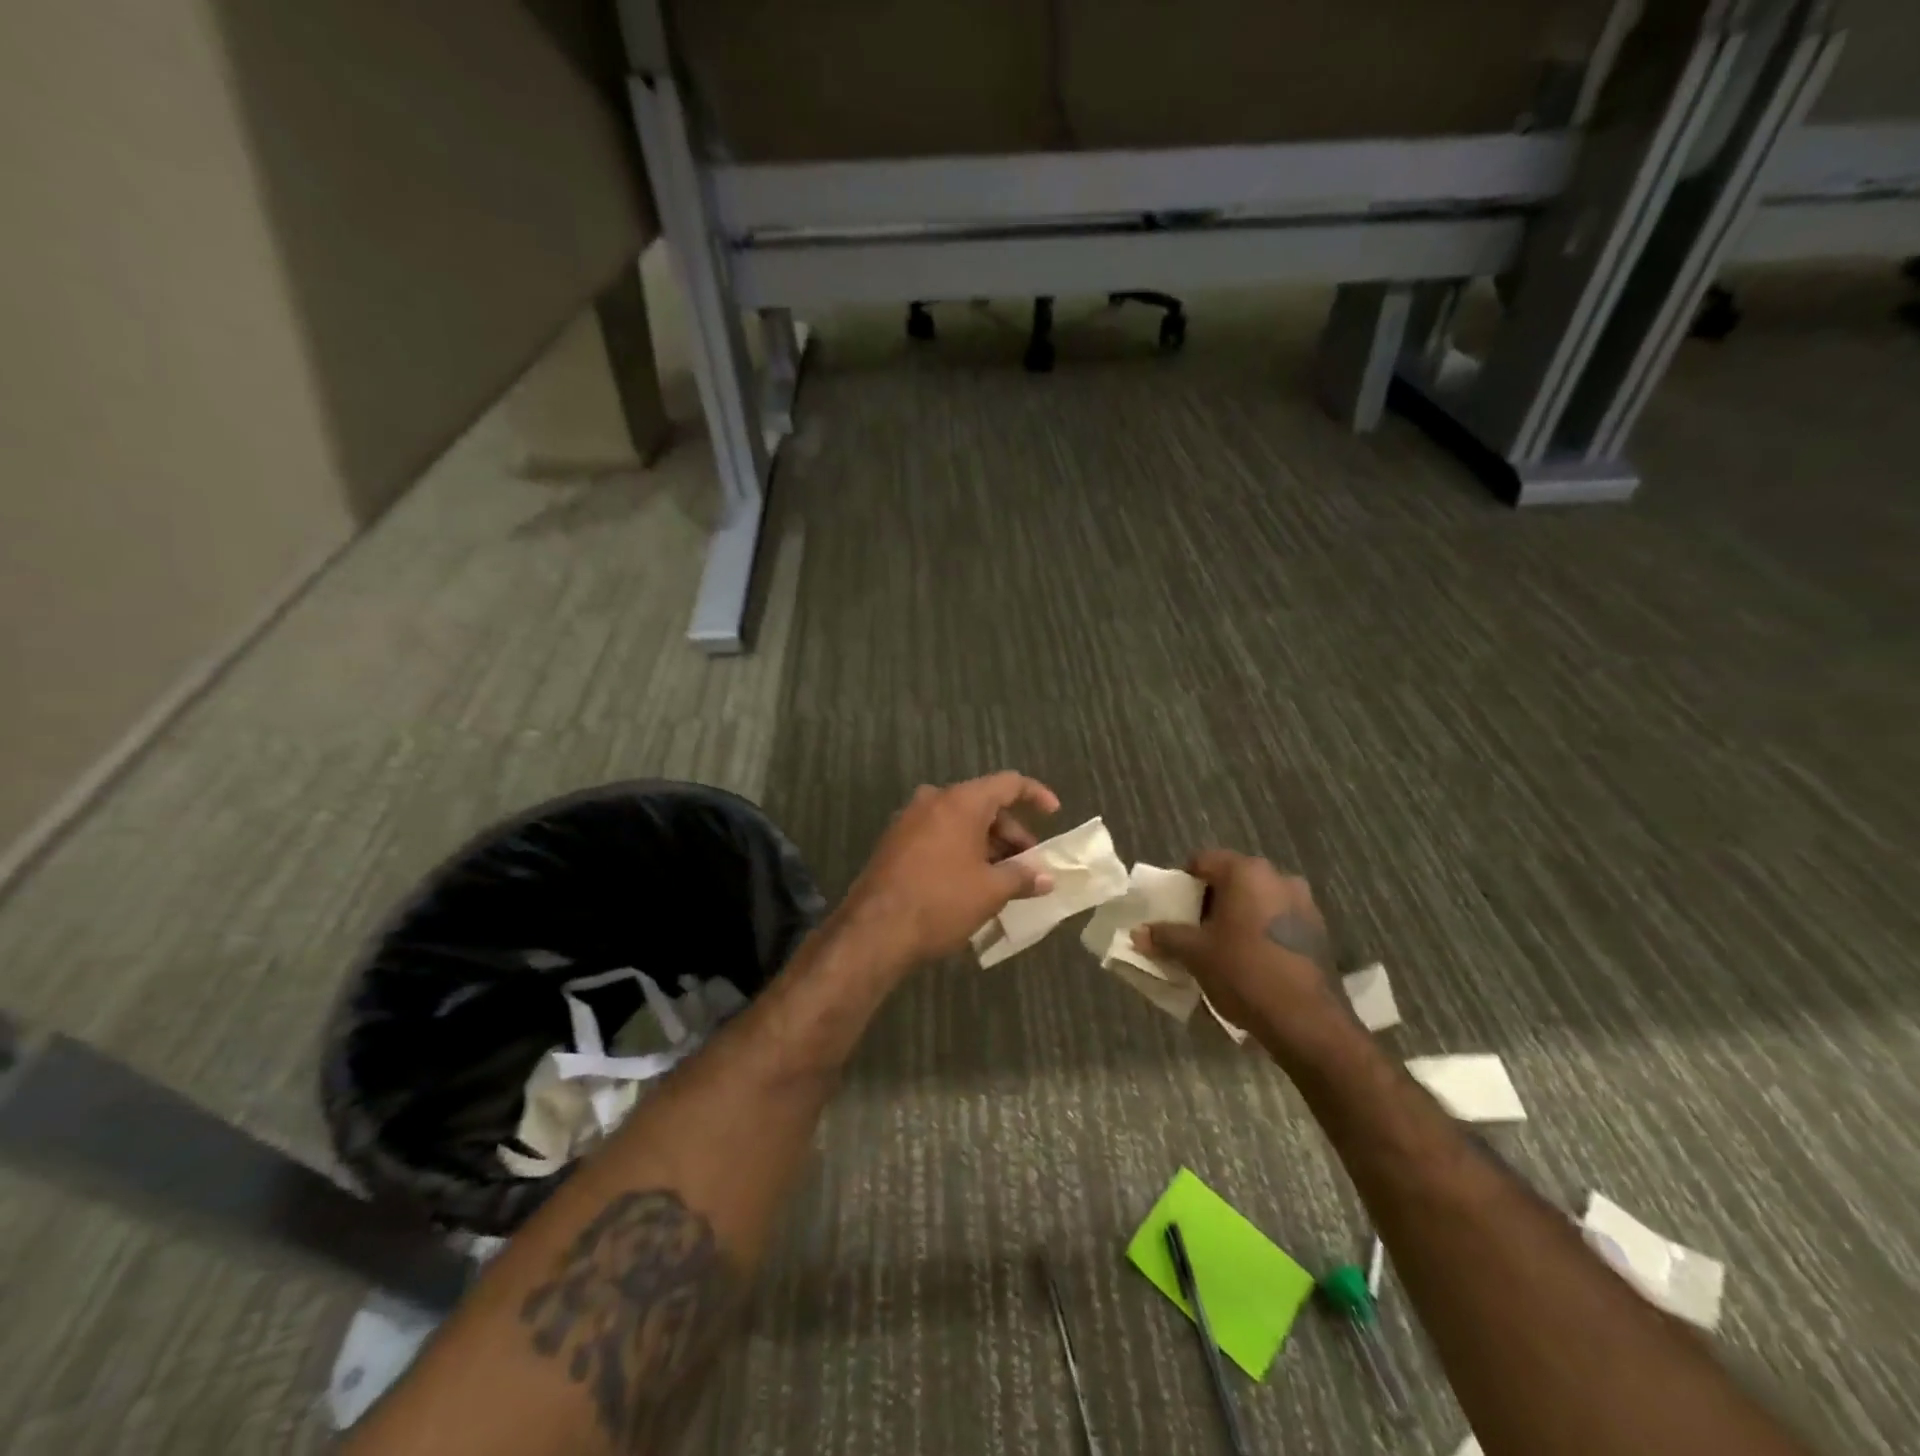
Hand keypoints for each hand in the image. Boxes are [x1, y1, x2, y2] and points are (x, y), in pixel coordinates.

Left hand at [839, 772, 1060, 967]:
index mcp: (960, 801)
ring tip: (1003, 879)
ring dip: (986, 845)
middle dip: (1011, 833)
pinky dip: (960, 850)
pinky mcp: (894, 842)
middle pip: (983, 805)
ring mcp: (909, 820)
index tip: (1054, 813)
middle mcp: (933, 800)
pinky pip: (938, 836)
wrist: (874, 930)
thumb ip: (1022, 877)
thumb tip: (1046, 877)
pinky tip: (971, 882)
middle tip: (1028, 864)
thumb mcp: (990, 891)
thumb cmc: (941, 901)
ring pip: (959, 822)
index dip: (1035, 794)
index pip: (1008, 783)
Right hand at [1132, 851, 1343, 1036]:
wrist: (1306, 1020)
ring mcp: (1303, 902)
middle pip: (1232, 878)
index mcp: (1246, 872)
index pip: (1203, 861)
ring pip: (1257, 899)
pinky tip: (1251, 958)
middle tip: (1194, 928)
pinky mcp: (1318, 930)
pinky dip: (1260, 929)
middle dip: (1211, 899)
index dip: (1183, 881)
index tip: (1174, 908)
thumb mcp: (1195, 954)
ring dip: (1237, 915)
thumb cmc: (1244, 972)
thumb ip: (1165, 937)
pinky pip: (1277, 918)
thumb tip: (1137, 933)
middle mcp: (1278, 877)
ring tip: (1222, 946)